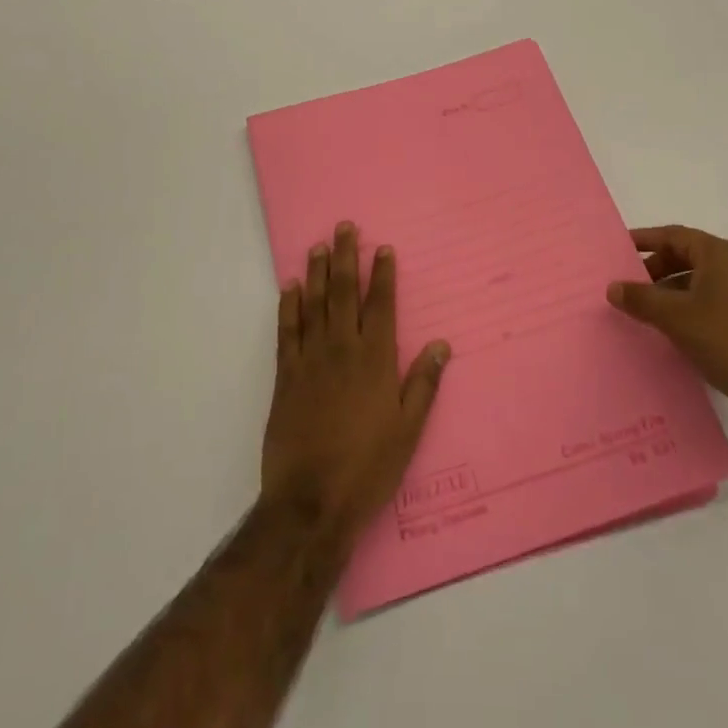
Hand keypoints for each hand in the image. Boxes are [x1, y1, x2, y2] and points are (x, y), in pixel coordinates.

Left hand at [261, 223, 450, 537]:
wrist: (311, 500)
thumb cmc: (368, 466)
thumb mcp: (408, 429)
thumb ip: (423, 384)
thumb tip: (442, 344)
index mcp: (375, 359)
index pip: (381, 304)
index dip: (382, 274)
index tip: (382, 248)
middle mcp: (342, 349)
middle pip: (344, 293)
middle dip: (346, 257)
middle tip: (344, 227)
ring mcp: (310, 360)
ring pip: (315, 304)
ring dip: (317, 272)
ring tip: (318, 246)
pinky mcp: (286, 376)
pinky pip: (287, 331)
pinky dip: (288, 306)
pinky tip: (290, 288)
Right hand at [607, 226, 727, 443]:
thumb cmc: (727, 339)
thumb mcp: (675, 316)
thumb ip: (640, 298)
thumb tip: (612, 287)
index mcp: (719, 255)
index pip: (673, 236)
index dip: (644, 240)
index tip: (617, 250)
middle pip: (684, 258)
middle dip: (653, 270)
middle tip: (626, 287)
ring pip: (695, 285)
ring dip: (667, 294)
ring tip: (641, 313)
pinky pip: (707, 307)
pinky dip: (685, 313)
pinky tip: (668, 334)